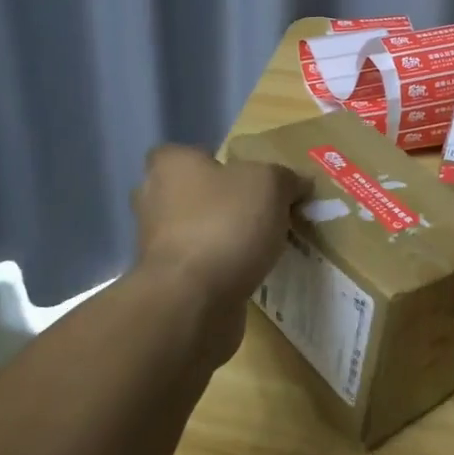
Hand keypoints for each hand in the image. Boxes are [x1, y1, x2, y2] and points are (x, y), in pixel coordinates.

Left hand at [131, 146, 306, 307]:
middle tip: (259, 212)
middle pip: (190, 193)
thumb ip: (286, 178)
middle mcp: (153, 200)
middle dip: (219, 202)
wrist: (193, 301)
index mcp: (170, 166)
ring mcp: (155, 245)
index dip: (215, 161)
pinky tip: (249, 274)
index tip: (246, 178)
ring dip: (221, 237)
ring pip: (194, 231)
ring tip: (262, 246)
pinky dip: (220, 268)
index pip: (186, 154)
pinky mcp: (166, 282)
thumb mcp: (271, 185)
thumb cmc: (225, 224)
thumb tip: (300, 183)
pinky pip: (199, 266)